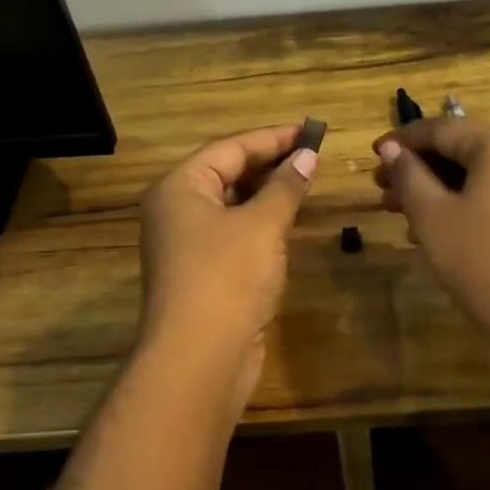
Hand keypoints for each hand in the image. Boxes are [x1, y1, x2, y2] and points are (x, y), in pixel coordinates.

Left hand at [138, 124, 318, 409]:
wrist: (200, 358)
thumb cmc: (227, 277)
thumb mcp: (262, 225)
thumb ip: (285, 187)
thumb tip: (307, 156)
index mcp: (180, 188)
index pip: (230, 148)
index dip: (272, 138)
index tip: (311, 131)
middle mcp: (177, 211)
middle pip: (227, 173)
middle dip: (270, 163)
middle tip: (312, 154)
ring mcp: (188, 245)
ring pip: (232, 206)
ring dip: (267, 193)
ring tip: (306, 180)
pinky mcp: (203, 274)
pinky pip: (234, 234)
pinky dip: (260, 223)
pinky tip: (287, 221)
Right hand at [373, 118, 489, 393]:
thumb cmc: (483, 261)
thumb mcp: (434, 216)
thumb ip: (409, 176)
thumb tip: (391, 148)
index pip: (443, 129)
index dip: (402, 140)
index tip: (373, 154)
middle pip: (463, 151)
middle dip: (419, 168)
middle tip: (382, 189)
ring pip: (480, 177)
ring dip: (438, 189)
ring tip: (400, 212)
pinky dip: (464, 205)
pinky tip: (437, 230)